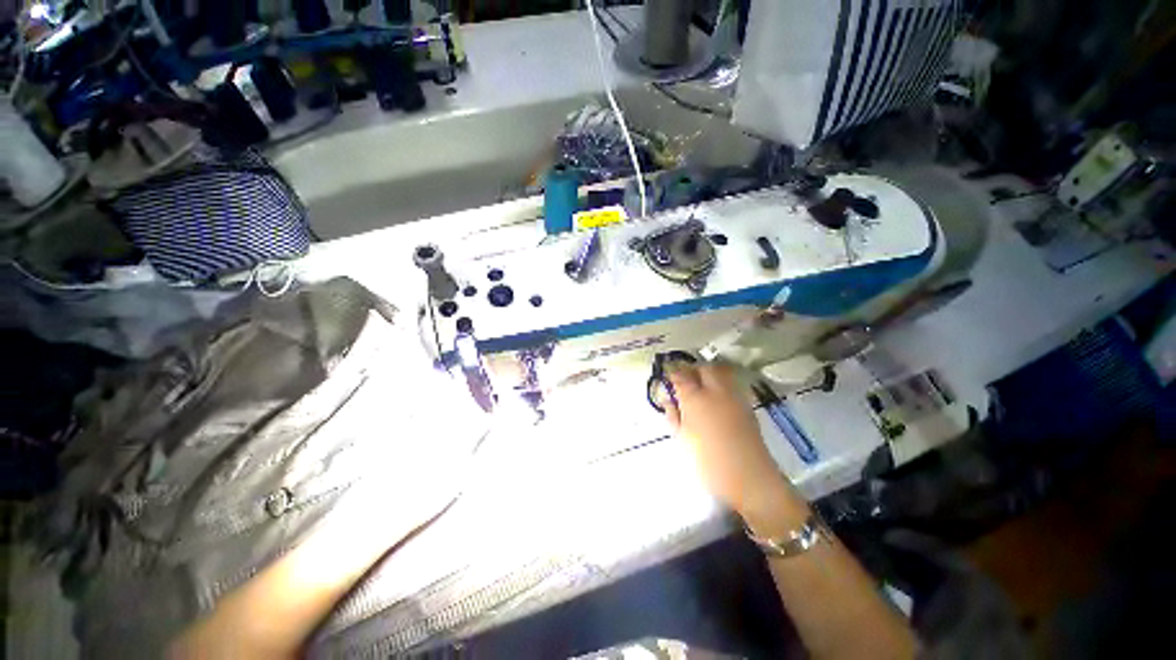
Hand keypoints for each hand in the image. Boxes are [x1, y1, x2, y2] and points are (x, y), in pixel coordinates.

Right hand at [664, 362, 801, 521]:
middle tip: (684, 379)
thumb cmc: (708, 462)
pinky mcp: (746, 405)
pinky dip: (721, 383)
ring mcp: (734, 396)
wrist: (749, 479)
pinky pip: (731, 383)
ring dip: (708, 373)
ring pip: (720, 371)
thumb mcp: (682, 439)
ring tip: (700, 385)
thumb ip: (673, 416)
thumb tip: (669, 401)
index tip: (666, 374)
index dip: (671, 372)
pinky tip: (716, 397)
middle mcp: (716, 391)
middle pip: (704, 367)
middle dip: (692, 369)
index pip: (680, 375)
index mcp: (695, 399)